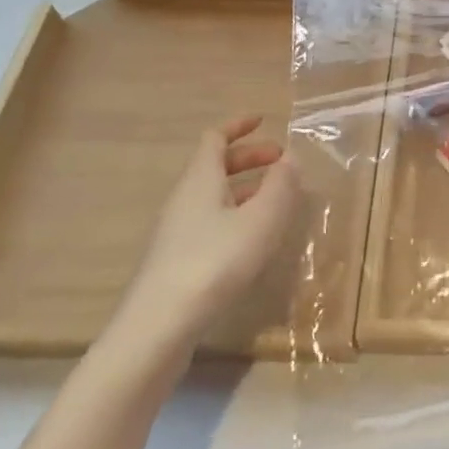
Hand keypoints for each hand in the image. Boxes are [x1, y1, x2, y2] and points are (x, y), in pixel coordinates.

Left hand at [111, 114, 303, 357]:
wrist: (158, 328)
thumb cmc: (215, 262)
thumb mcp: (261, 220)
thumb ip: (281, 186)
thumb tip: (290, 160)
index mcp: (201, 180)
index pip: (215, 138)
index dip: (238, 126)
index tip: (264, 120)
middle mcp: (184, 199)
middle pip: (215, 166)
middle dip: (250, 158)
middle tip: (282, 162)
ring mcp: (177, 232)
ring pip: (214, 196)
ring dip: (246, 189)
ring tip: (277, 200)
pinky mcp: (177, 262)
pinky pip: (211, 222)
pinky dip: (237, 215)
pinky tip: (254, 238)